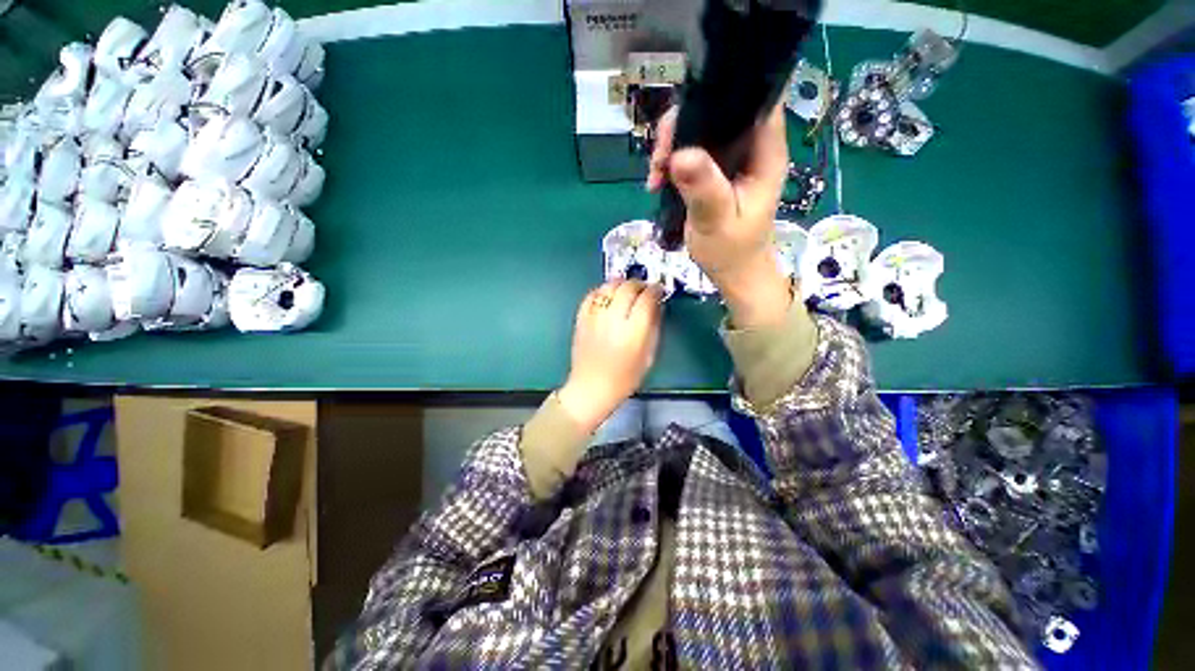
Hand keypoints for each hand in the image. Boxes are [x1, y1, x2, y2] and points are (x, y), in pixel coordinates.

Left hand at [557, 280, 662, 433]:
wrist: (591, 388)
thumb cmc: (625, 378)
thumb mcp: (649, 356)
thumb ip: (653, 328)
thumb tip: (656, 306)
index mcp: (633, 333)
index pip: (647, 299)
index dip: (655, 290)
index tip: (659, 290)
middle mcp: (613, 321)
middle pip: (627, 288)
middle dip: (639, 284)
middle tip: (644, 288)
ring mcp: (594, 318)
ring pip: (608, 287)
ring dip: (621, 283)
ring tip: (627, 288)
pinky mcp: (581, 319)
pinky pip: (591, 296)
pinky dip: (601, 290)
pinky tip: (608, 294)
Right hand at [647, 104, 793, 327]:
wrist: (732, 272)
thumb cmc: (732, 251)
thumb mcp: (717, 221)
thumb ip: (704, 188)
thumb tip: (680, 155)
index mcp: (764, 152)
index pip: (753, 99)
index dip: (721, 94)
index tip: (684, 117)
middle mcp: (749, 148)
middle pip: (717, 110)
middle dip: (684, 125)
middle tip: (661, 156)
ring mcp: (729, 159)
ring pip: (698, 130)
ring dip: (672, 146)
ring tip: (656, 175)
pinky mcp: (712, 172)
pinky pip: (689, 153)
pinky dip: (670, 162)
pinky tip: (657, 182)